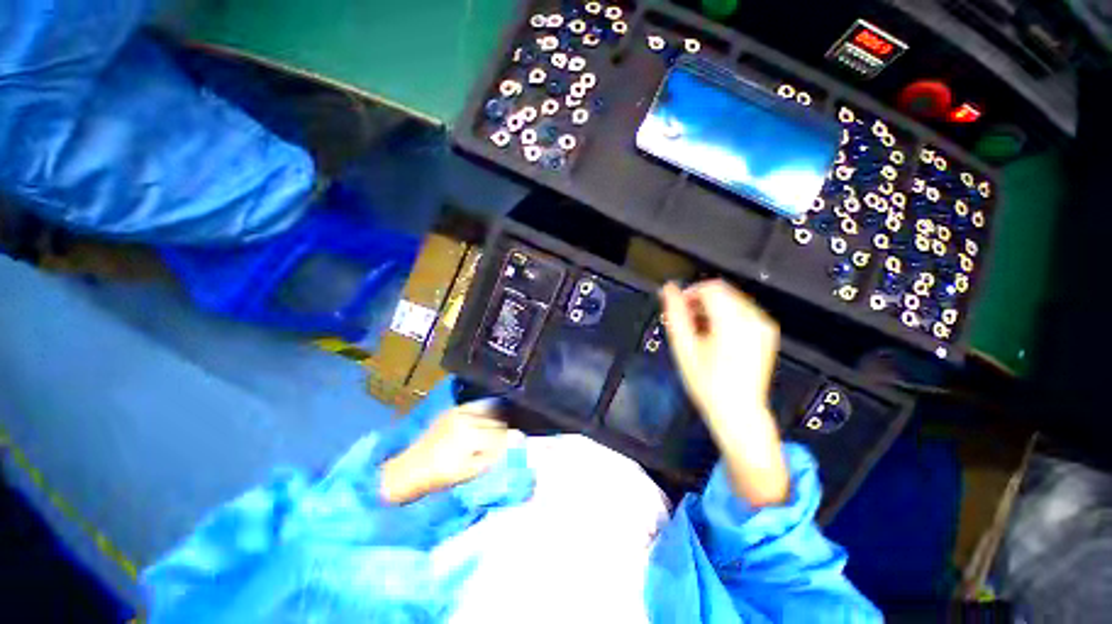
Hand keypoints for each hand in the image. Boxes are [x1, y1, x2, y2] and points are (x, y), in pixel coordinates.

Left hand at [380, 401, 519, 504]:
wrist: (410, 468)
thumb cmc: (441, 476)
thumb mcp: (470, 471)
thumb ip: (495, 455)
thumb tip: (517, 440)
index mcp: (471, 436)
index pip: (502, 433)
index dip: (512, 439)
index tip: (520, 443)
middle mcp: (468, 418)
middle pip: (498, 421)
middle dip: (505, 430)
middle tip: (507, 440)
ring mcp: (460, 411)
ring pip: (490, 411)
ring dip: (498, 419)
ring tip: (498, 430)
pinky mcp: (455, 409)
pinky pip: (478, 405)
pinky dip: (487, 411)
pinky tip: (488, 418)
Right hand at [660, 280, 788, 506]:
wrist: (739, 412)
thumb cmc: (707, 383)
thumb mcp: (684, 347)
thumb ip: (675, 314)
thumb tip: (668, 289)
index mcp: (733, 322)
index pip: (710, 288)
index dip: (690, 293)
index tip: (678, 309)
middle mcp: (754, 319)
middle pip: (722, 291)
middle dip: (699, 301)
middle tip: (686, 322)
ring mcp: (764, 326)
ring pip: (732, 300)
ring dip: (711, 308)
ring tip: (699, 331)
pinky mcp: (767, 333)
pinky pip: (743, 311)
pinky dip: (725, 315)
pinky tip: (715, 336)